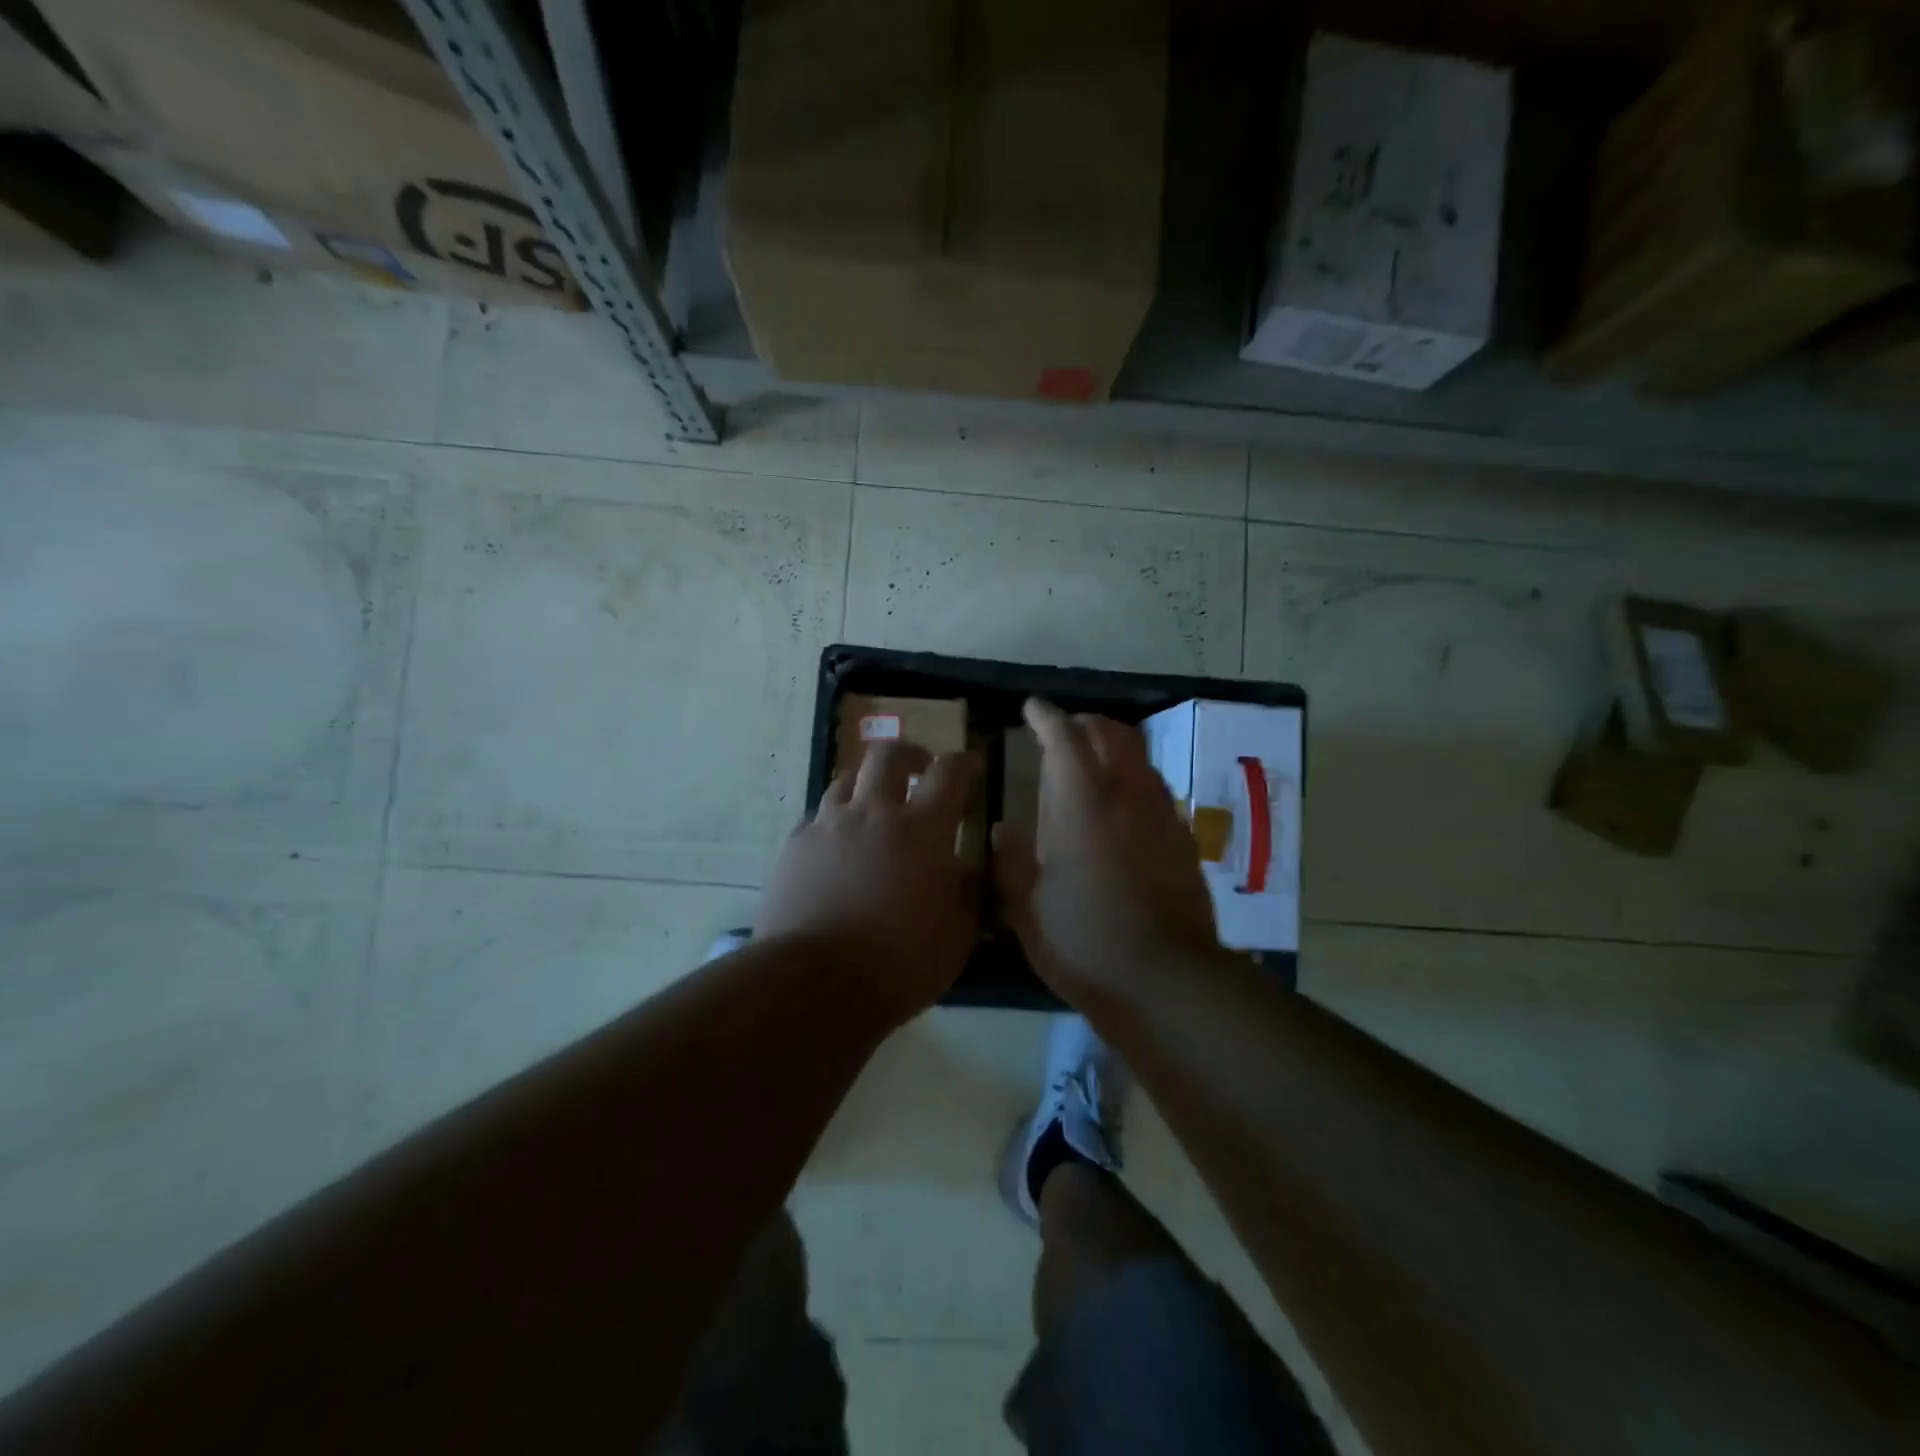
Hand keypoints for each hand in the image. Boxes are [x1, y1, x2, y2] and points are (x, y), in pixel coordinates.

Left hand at [757, 740, 979, 1023]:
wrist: (816, 984)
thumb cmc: (901, 962)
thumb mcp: (960, 932)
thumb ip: (974, 888)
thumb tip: (973, 861)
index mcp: (922, 829)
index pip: (949, 772)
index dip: (964, 763)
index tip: (972, 766)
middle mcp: (873, 813)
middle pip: (888, 755)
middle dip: (909, 753)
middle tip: (920, 768)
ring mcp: (829, 826)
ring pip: (846, 778)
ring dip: (867, 780)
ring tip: (875, 800)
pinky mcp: (795, 847)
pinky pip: (818, 816)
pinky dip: (835, 818)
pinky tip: (838, 841)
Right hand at [994, 699, 1223, 1007]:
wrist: (1166, 981)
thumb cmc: (1084, 942)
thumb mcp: (1026, 908)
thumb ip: (1010, 862)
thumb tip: (1004, 830)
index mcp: (1083, 805)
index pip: (1066, 739)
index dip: (1047, 717)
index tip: (1032, 708)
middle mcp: (1128, 797)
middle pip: (1113, 735)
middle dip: (1085, 724)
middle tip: (1063, 733)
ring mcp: (1162, 817)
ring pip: (1140, 760)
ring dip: (1114, 749)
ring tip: (1092, 766)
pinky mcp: (1184, 842)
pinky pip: (1156, 790)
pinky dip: (1134, 781)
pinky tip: (1122, 810)